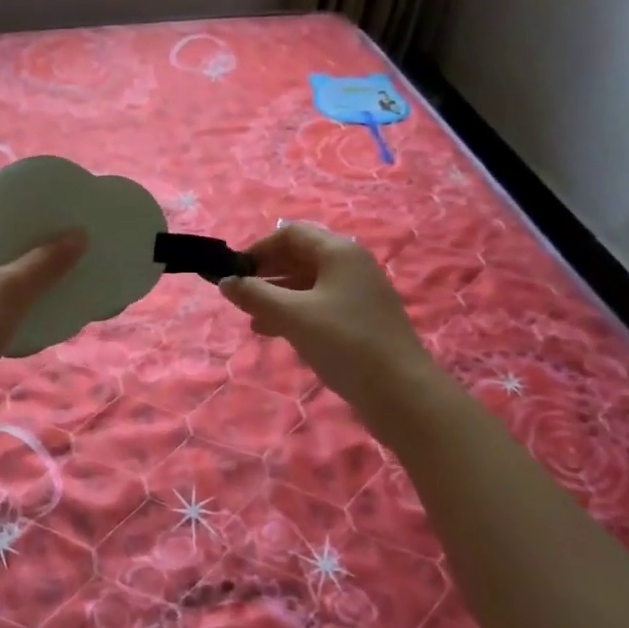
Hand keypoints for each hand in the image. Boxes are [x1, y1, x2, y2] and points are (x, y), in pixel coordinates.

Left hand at [0, 225, 85, 435]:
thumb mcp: (10, 287)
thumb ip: (46, 262)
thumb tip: (80, 234)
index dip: (24, 226)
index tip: (59, 226)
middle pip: (0, 259)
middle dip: (34, 259)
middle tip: (72, 253)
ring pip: (4, 290)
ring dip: (32, 289)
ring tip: (69, 282)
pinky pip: (4, 317)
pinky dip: (25, 315)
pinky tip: (52, 316)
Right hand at [221, 223, 430, 420]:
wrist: (403, 393)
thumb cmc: (345, 343)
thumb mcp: (293, 316)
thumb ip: (255, 295)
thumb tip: (225, 282)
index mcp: (339, 252)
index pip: (291, 234)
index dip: (259, 249)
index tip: (235, 273)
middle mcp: (351, 265)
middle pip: (301, 256)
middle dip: (267, 273)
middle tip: (240, 296)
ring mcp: (360, 293)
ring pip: (309, 284)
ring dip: (278, 296)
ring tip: (252, 318)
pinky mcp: (362, 320)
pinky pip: (321, 305)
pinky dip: (296, 312)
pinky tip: (277, 332)